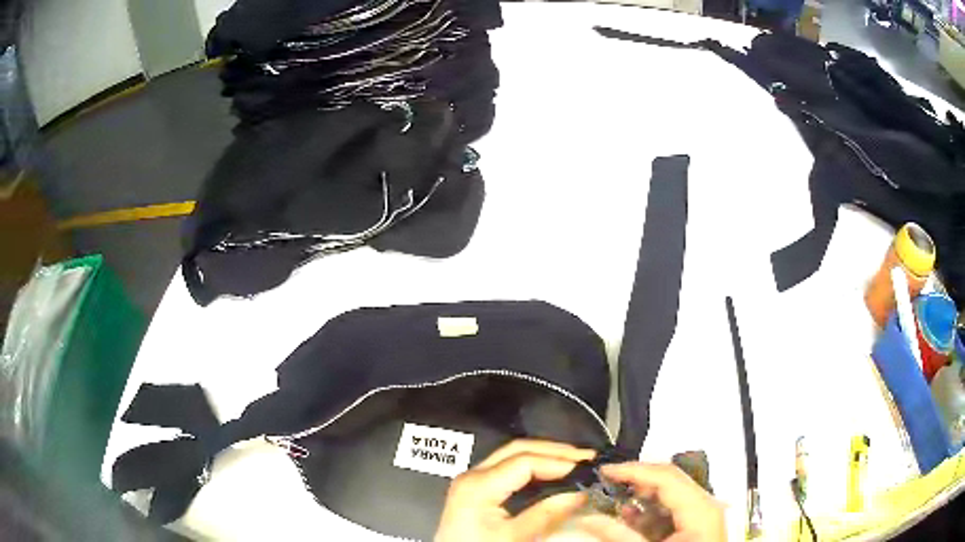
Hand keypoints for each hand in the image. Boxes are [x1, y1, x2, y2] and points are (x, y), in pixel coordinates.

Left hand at [434, 439, 595, 541]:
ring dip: (544, 456)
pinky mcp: (475, 490)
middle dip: (554, 450)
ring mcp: (471, 480)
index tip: (586, 468)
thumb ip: (547, 514)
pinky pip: (506, 468)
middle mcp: (472, 475)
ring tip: (574, 462)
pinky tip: (551, 473)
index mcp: (478, 484)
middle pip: (517, 449)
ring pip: (512, 455)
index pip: (525, 461)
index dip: (559, 461)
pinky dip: (532, 467)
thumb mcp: (514, 537)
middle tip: (586, 457)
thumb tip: (580, 493)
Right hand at [563, 463, 725, 541]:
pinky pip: (674, 508)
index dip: (634, 470)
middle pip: (670, 480)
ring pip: (671, 493)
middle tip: (607, 481)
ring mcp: (704, 513)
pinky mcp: (698, 524)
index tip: (604, 470)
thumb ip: (618, 535)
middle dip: (637, 480)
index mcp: (700, 508)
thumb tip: (586, 518)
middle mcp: (707, 504)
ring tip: (615, 499)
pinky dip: (651, 510)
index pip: (665, 476)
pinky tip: (631, 517)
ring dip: (642, 496)